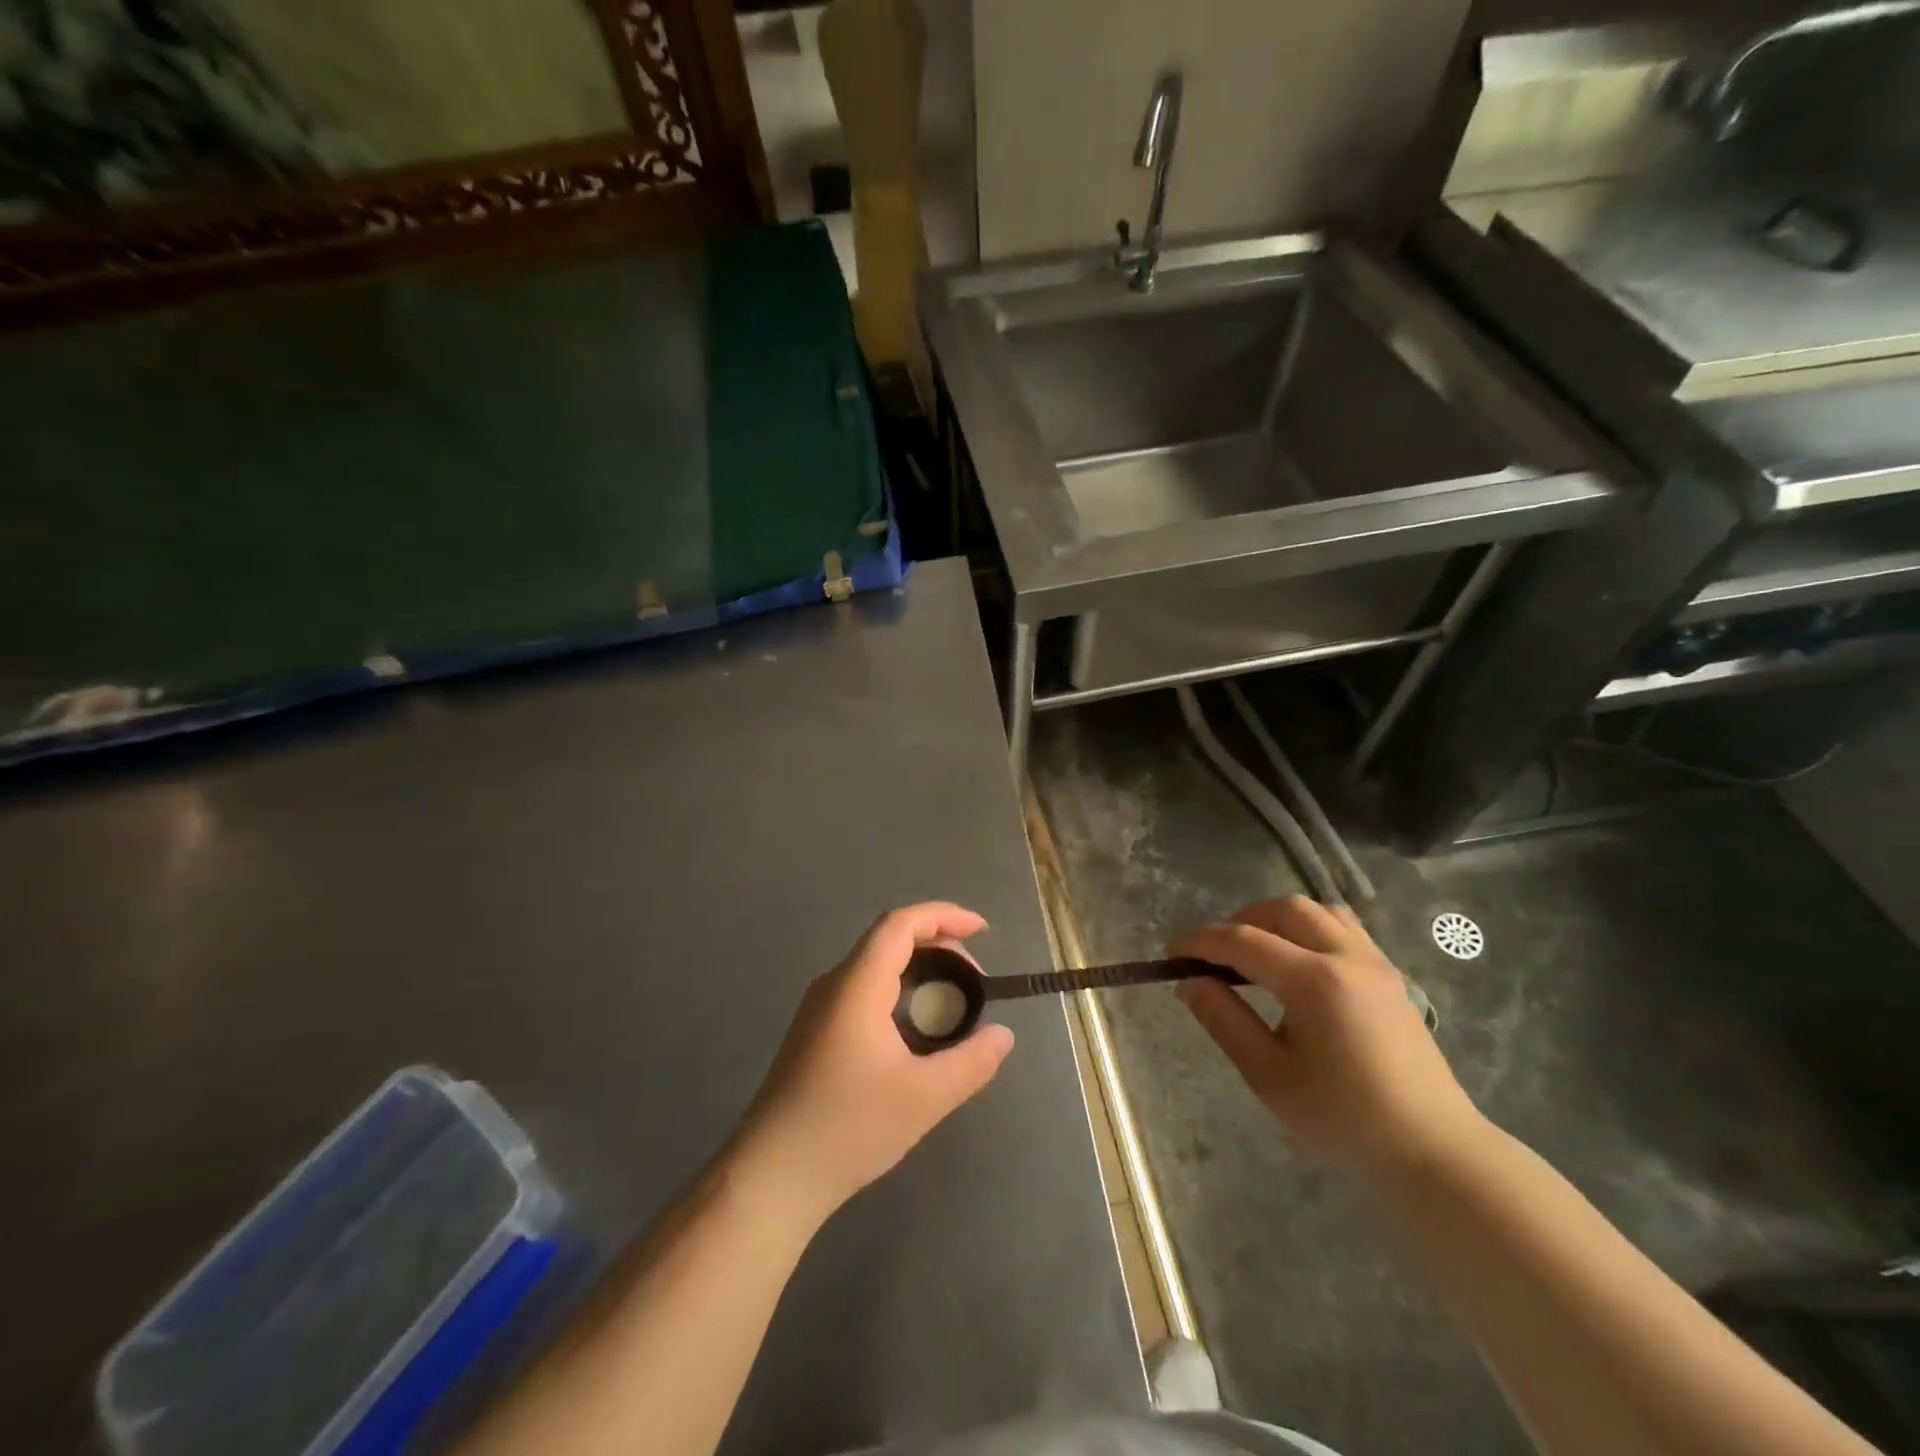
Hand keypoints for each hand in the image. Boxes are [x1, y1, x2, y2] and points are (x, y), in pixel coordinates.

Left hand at [733, 903, 1015, 1225]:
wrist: (770, 1177)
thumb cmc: (847, 1129)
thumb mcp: (924, 1098)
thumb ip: (971, 1062)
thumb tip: (1003, 1036)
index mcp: (856, 986)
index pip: (900, 924)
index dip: (944, 916)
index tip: (982, 930)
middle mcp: (834, 985)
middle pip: (889, 940)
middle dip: (938, 946)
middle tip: (974, 982)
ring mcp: (819, 1009)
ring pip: (876, 967)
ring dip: (919, 971)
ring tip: (953, 1005)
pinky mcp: (815, 1033)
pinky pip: (865, 992)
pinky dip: (900, 993)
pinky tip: (917, 1032)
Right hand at [1173, 897, 1484, 1174]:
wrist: (1430, 1147)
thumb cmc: (1342, 1118)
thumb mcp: (1269, 1076)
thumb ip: (1225, 1021)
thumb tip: (1189, 982)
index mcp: (1314, 981)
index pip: (1243, 941)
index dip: (1200, 942)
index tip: (1171, 954)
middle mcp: (1345, 957)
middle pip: (1282, 910)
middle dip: (1239, 921)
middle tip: (1214, 955)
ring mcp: (1373, 961)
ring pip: (1316, 911)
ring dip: (1276, 919)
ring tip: (1254, 952)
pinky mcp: (1388, 974)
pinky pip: (1342, 926)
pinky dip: (1308, 927)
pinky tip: (1297, 960)